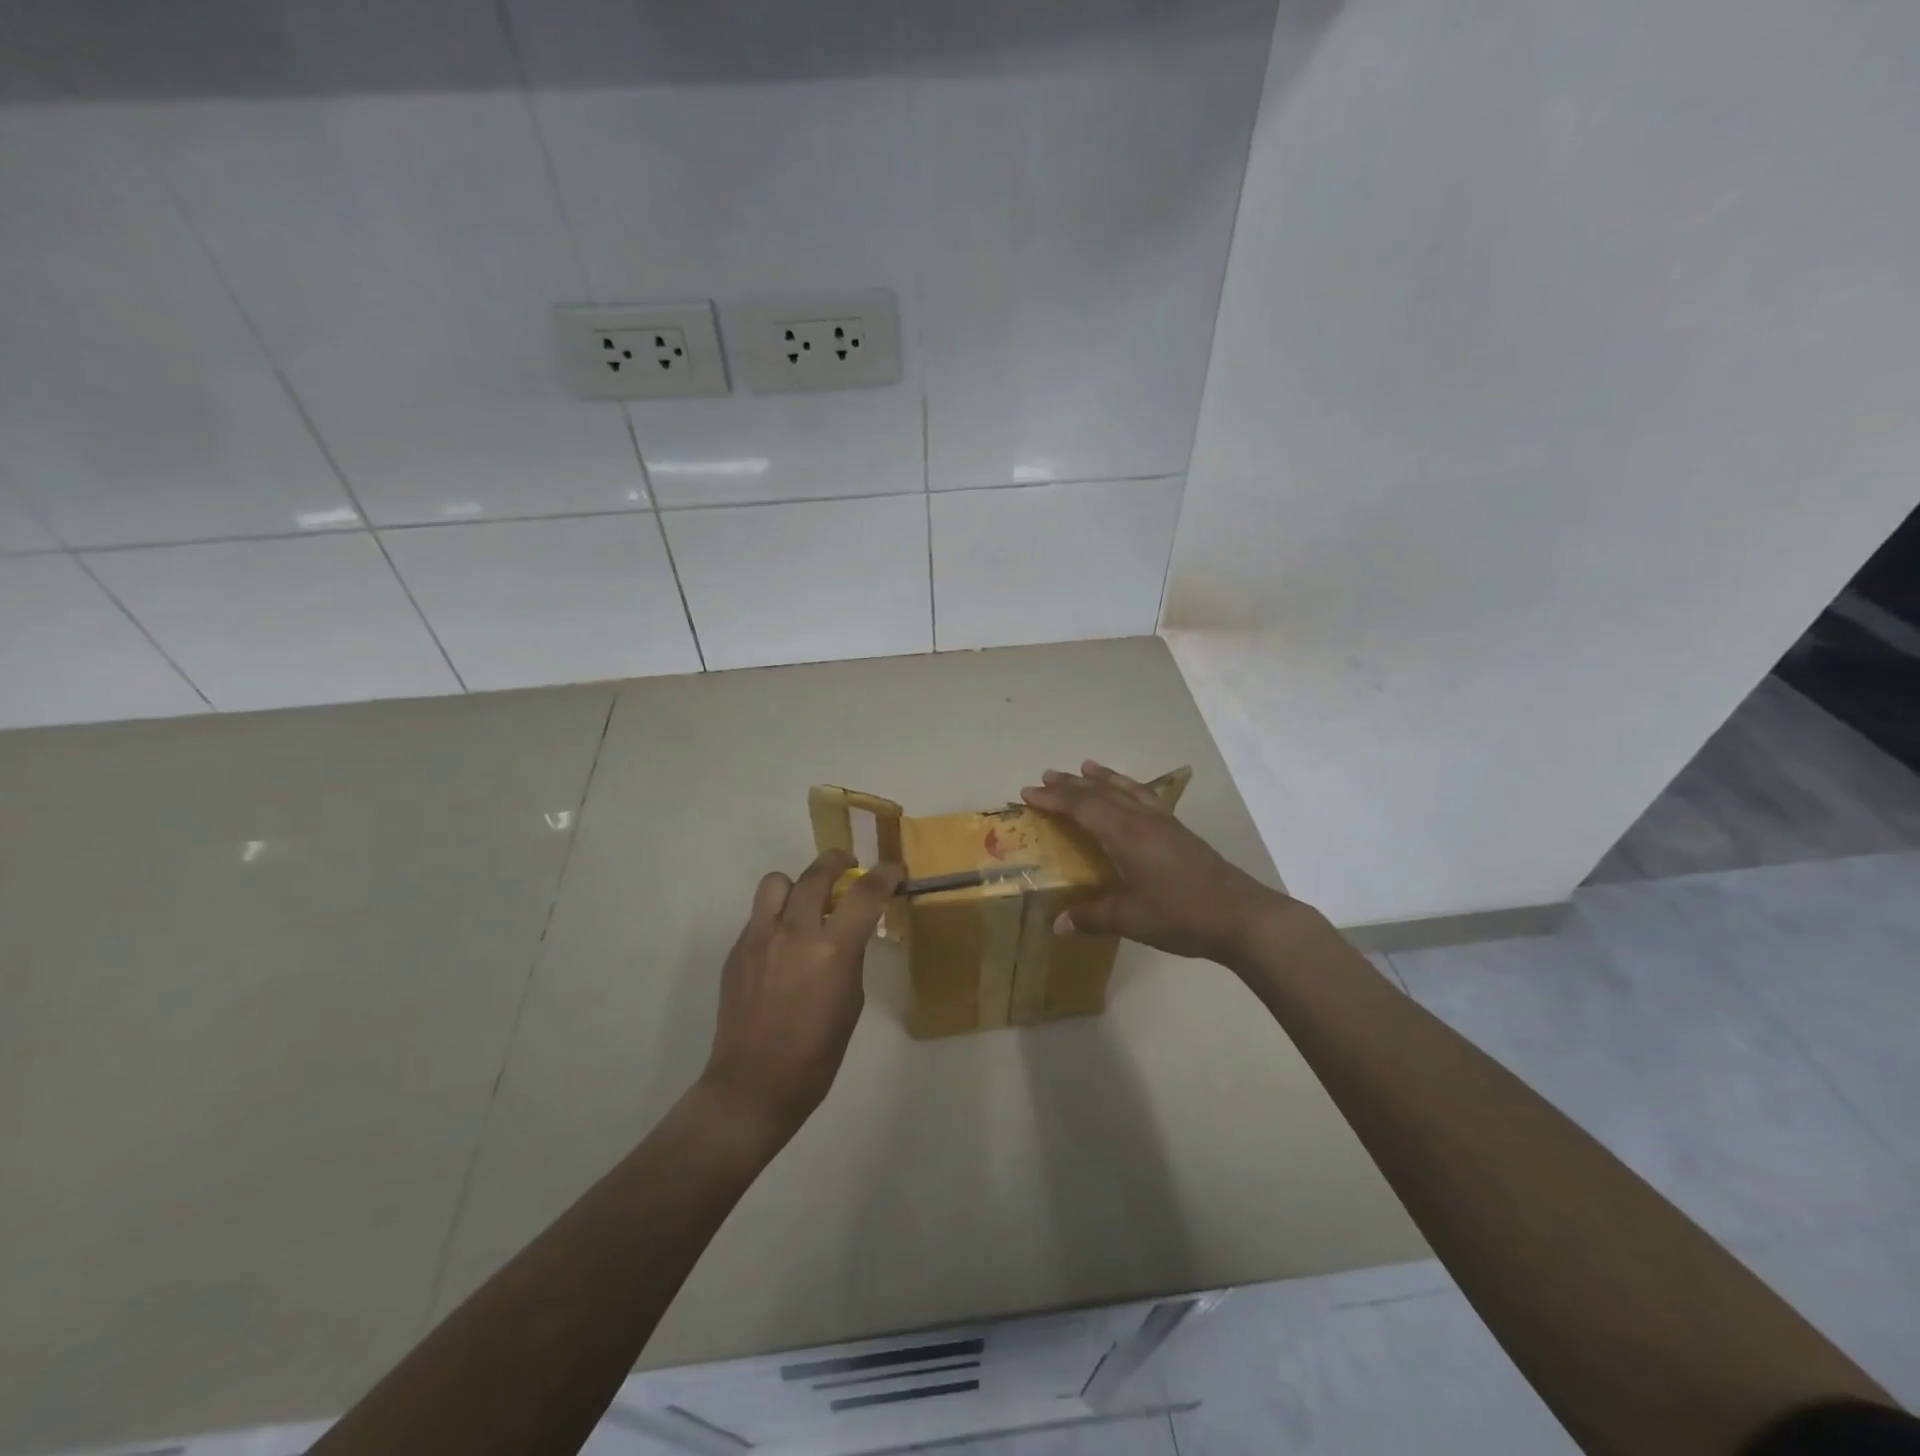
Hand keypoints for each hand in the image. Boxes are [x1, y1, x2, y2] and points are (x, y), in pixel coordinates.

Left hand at [699, 849, 901, 1141]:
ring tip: (806, 904)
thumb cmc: (816, 1055)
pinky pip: (759, 914)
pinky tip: (782, 945)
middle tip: (848, 868)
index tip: (893, 870)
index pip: (865, 893)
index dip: (885, 875)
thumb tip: (847, 932)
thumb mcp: (851, 1002)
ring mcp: (760, 937)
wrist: (753, 1085)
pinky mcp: (737, 950)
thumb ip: (849, 957)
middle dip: (838, 862)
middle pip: (817, 873)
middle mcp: (794, 932)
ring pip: (777, 882)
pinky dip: (777, 917)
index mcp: (832, 950)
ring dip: (798, 886)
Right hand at [1021, 761, 1291, 964]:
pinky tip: (1132, 794)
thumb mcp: (1130, 919)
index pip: (1082, 807)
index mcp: (1125, 834)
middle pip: (1101, 792)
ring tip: (1086, 767)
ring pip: (1127, 789)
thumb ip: (1092, 917)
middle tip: (1046, 776)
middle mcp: (1142, 820)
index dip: (1054, 799)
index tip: (1028, 792)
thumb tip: (1056, 925)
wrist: (1241, 916)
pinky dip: (1129, 788)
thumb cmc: (1181, 914)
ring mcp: (1164, 823)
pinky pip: (1146, 797)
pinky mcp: (1180, 832)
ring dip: (1103, 778)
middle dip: (1071, 784)